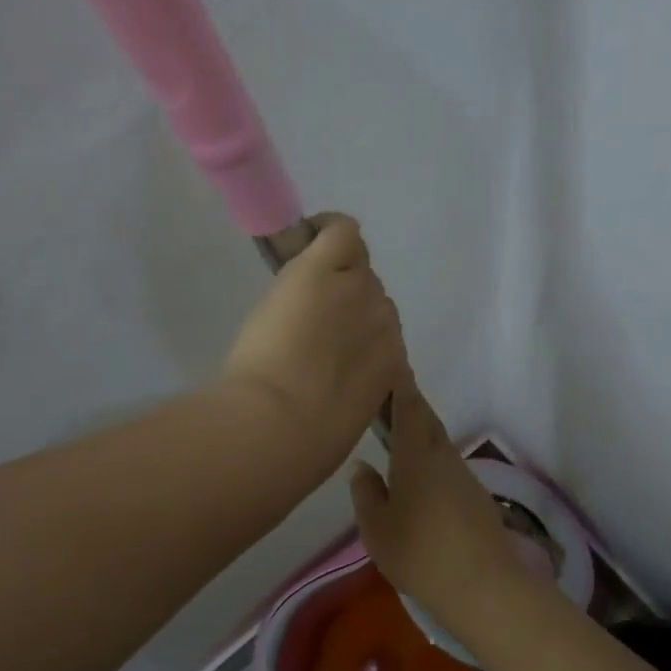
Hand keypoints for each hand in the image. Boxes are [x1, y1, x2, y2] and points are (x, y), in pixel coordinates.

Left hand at [220, 214, 404, 477]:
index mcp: (391, 363)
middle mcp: (385, 321)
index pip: (381, 332)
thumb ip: (354, 388)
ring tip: (300, 298)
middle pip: (368, 297)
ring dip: (331, 278)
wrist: (279, 426)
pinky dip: (326, 229)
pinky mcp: (326, 270)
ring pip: (354, 268)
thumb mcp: (347, 417)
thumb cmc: (307, 441)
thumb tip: (343, 379)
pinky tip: (310, 235)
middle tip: (308, 325)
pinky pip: (341, 232)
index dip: (355, 333)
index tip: (332, 343)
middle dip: (342, 307)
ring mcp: (357, 292)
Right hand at [347, 378, 529, 629]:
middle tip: (389, 402)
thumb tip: (362, 466)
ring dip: (422, 435)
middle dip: (411, 407)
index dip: (401, 385)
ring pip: (440, 445)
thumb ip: (366, 493)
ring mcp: (465, 478)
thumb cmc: (420, 553)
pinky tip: (421, 482)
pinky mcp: (476, 499)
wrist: (483, 586)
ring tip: (399, 441)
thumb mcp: (377, 528)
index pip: (409, 408)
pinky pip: (449, 468)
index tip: (393, 366)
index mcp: (417, 456)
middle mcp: (444, 457)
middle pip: (428, 421)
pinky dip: (433, 462)